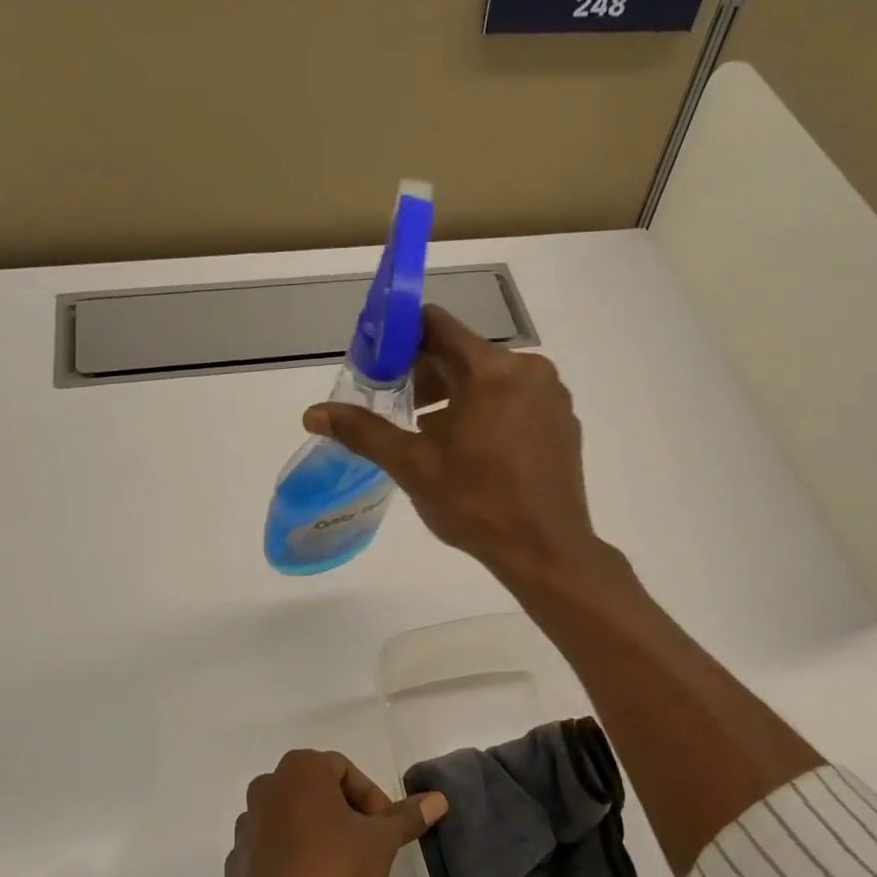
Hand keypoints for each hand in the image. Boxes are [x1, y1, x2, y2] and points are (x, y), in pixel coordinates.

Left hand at [224, 749, 446, 876]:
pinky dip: (290, 855)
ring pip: (293, 816)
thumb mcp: (381, 842)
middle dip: (345, 813)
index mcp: (301, 769)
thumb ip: (406, 817)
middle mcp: (269, 784)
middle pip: (318, 790)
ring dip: (317, 832)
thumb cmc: (333, 868)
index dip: (371, 799)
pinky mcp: (237, 855)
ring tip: (338, 866)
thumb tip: (437, 799)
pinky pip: (271, 846)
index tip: (382, 831)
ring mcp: (247, 820)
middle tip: (366, 846)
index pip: (345, 770)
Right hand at [303, 305, 600, 585]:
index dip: (401, 337)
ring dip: (457, 395)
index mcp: (489, 371)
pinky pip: (517, 398)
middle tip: (400, 408)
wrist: (546, 550)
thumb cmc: (477, 506)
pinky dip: (490, 410)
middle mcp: (527, 368)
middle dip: (427, 375)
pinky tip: (476, 450)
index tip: (379, 363)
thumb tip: (313, 414)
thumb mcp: (414, 467)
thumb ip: (365, 432)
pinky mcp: (563, 419)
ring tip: (433, 436)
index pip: (436, 325)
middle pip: (464, 352)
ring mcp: (551, 394)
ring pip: (491, 377)